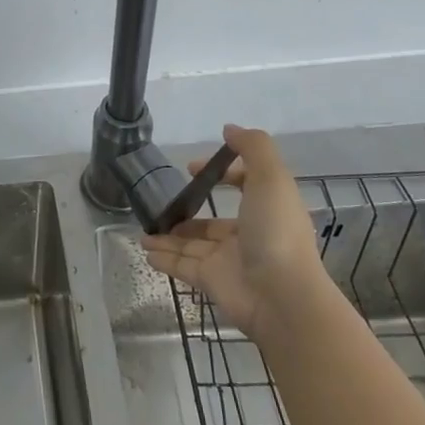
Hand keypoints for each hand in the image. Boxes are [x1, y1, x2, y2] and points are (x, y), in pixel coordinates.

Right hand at [141, 124, 319, 339]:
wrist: (281, 296)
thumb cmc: (276, 231)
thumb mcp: (271, 178)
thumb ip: (253, 148)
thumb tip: (229, 129)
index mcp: (266, 209)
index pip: (244, 187)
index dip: (221, 174)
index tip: (191, 168)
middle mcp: (248, 235)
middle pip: (212, 222)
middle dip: (187, 213)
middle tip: (161, 205)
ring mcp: (228, 261)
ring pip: (192, 245)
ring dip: (168, 237)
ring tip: (143, 232)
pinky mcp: (211, 282)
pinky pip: (182, 267)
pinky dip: (164, 260)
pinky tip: (145, 252)